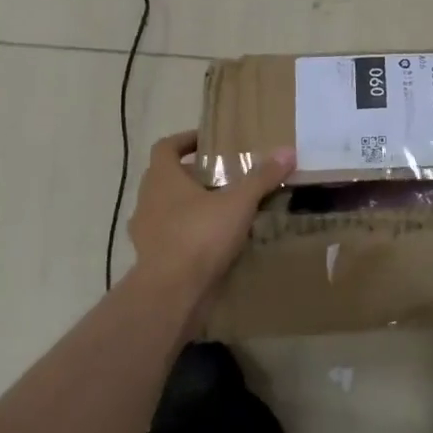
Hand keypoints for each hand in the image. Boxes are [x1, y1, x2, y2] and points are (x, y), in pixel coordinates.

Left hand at [128, 131, 293, 298]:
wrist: (171, 291)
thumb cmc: (200, 236)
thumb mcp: (238, 203)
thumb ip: (261, 178)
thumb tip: (288, 151)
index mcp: (162, 178)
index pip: (165, 147)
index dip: (184, 140)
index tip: (206, 142)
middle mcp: (147, 200)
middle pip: (165, 177)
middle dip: (190, 174)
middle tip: (220, 176)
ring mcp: (144, 231)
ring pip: (165, 208)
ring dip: (187, 205)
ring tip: (218, 209)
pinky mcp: (150, 257)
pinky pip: (169, 236)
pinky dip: (186, 233)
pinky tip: (210, 242)